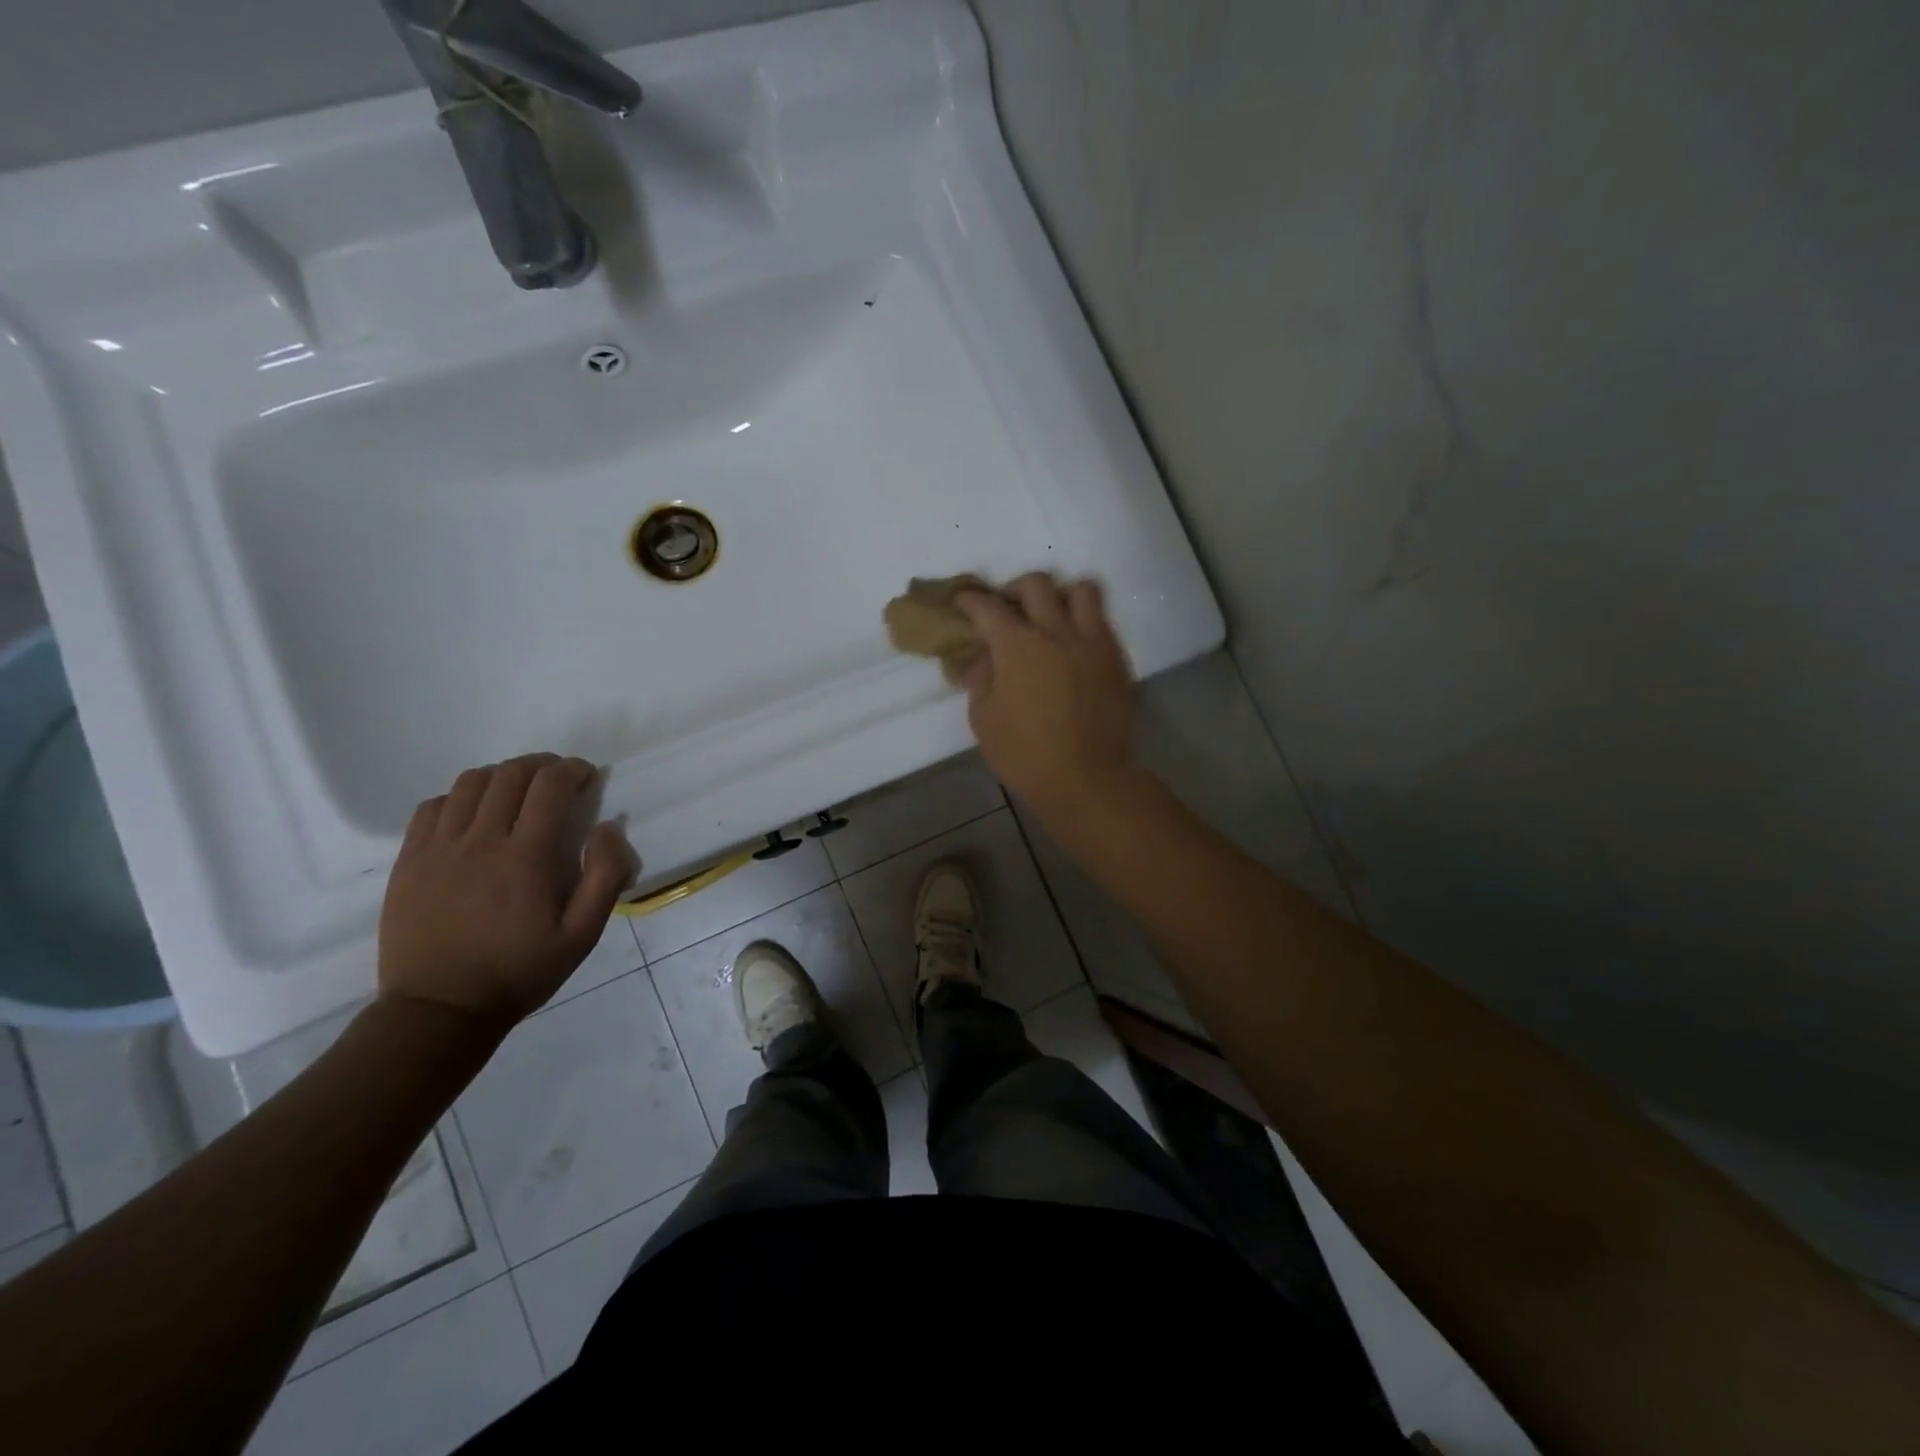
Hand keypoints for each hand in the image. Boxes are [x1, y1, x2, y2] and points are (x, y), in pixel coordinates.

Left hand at [378, 754, 635, 1029]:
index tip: (586, 776)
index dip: (572, 769)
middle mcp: (480, 841)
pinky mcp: (409, 861)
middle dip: (541, 765)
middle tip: (558, 778)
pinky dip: (459, 797)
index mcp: (526, 857)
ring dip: (502, 775)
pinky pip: (432, 807)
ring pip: (470, 783)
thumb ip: (605, 876)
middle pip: (510, 774)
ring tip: (518, 791)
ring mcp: (438, 848)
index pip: (549, 786)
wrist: (439, 1010)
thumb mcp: (582, 935)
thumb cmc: (520, 972)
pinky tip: (474, 814)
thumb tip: (608, 827)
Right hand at [954, 573, 1138, 824]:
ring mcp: (1091, 642)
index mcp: (1017, 646)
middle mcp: (1056, 631)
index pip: (987, 607)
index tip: (962, 604)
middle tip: (1007, 611)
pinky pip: (1101, 621)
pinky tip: (1073, 646)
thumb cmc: (1025, 755)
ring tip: (1050, 618)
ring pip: (1080, 590)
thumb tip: (984, 658)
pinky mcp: (1115, 658)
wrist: (1087, 779)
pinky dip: (1084, 622)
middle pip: (1036, 584)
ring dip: (1060, 596)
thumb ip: (981, 679)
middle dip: (1014, 590)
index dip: (969, 601)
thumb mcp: (984, 720)